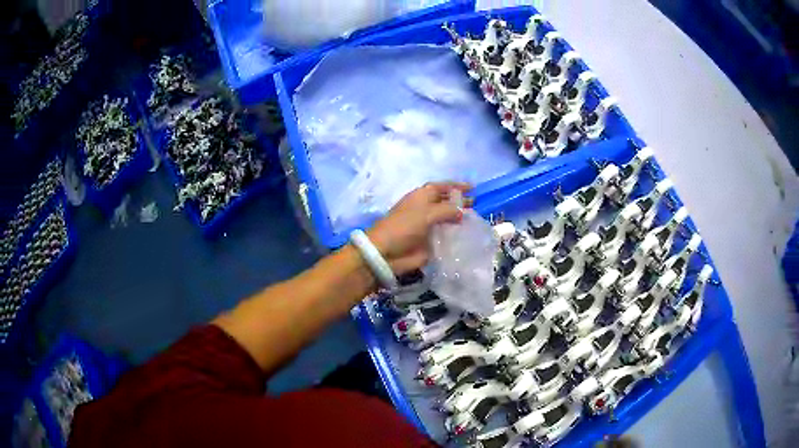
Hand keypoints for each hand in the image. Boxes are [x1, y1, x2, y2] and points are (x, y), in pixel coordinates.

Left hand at [367, 182, 471, 274]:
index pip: (441, 187)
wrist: (387, 252)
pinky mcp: (430, 243)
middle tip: (477, 205)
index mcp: (422, 196)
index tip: (473, 188)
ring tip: (476, 221)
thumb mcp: (427, 212)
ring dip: (460, 220)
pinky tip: (469, 237)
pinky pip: (446, 237)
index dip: (456, 186)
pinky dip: (456, 236)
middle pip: (446, 203)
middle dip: (460, 203)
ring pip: (448, 220)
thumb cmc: (404, 226)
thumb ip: (448, 210)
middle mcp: (425, 209)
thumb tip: (462, 212)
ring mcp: (428, 226)